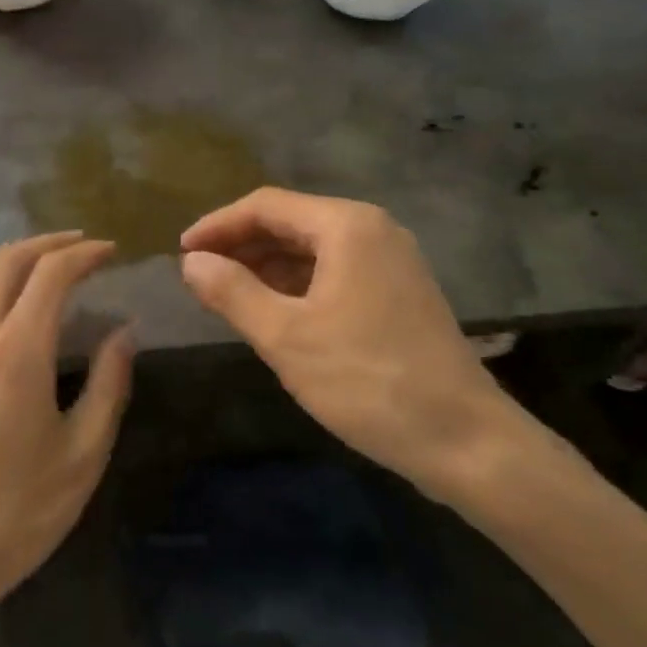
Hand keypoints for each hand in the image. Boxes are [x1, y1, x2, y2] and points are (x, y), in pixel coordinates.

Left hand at [0, 232, 134, 626]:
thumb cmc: (17, 512)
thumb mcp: (82, 454)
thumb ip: (108, 384)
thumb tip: (124, 333)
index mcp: (16, 353)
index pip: (49, 273)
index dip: (84, 254)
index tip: (113, 252)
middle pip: (6, 260)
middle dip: (48, 243)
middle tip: (86, 247)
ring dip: (24, 263)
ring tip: (64, 274)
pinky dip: (6, 291)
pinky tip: (31, 316)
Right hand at [180, 188, 537, 505]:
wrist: (465, 440)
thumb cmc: (367, 380)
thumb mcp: (286, 337)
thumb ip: (232, 292)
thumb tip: (192, 262)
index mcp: (347, 226)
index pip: (266, 205)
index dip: (218, 225)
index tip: (181, 253)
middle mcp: (373, 230)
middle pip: (291, 222)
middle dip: (241, 245)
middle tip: (199, 275)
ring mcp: (391, 261)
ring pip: (312, 249)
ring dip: (266, 266)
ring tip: (226, 294)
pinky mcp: (398, 293)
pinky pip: (334, 272)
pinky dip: (296, 285)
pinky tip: (273, 312)